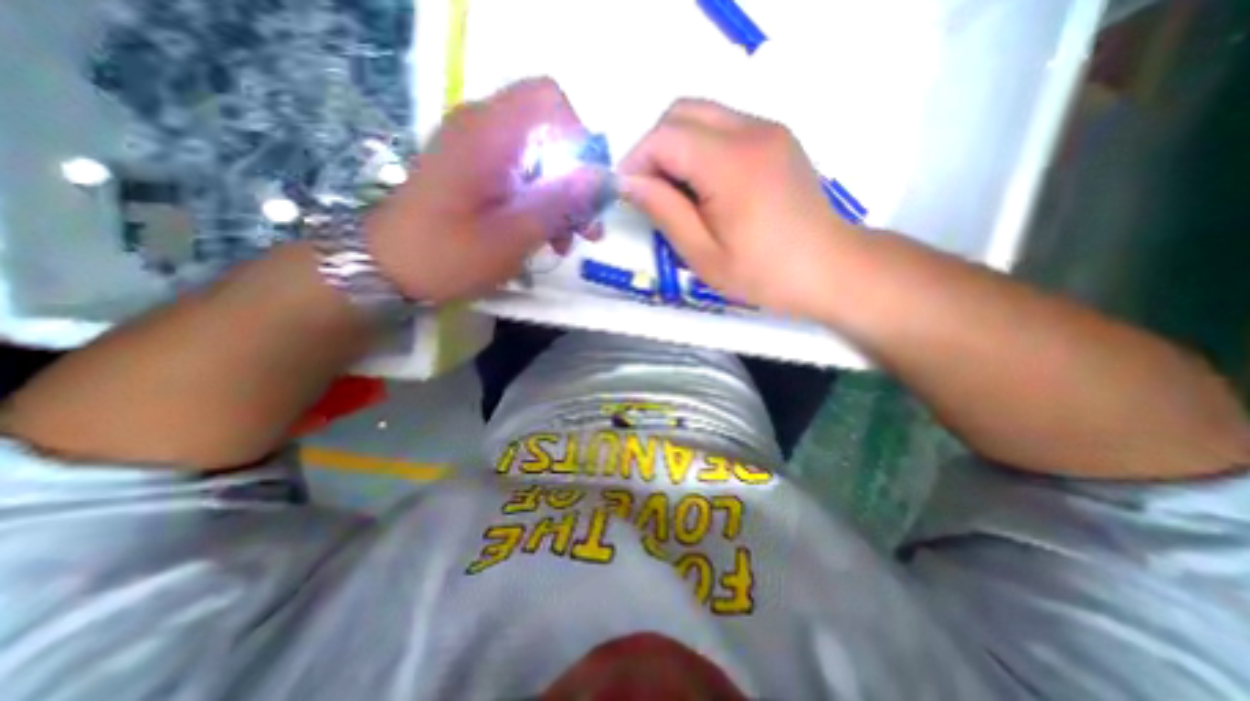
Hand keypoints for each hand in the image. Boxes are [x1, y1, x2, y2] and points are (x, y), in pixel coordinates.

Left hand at [367, 78, 611, 299]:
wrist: (388, 269)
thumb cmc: (449, 255)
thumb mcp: (513, 235)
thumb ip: (559, 202)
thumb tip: (602, 179)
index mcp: (488, 133)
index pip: (549, 101)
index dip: (578, 139)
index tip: (586, 188)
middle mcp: (483, 129)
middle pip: (549, 135)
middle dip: (576, 182)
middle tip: (587, 229)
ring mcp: (478, 151)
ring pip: (539, 160)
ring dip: (562, 200)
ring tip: (567, 243)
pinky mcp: (476, 172)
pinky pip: (522, 176)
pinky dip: (540, 204)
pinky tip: (547, 238)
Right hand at [616, 100, 859, 316]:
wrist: (829, 269)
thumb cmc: (764, 274)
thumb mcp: (704, 254)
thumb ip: (664, 211)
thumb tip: (628, 182)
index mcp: (731, 164)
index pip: (665, 137)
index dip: (636, 161)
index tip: (627, 194)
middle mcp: (751, 131)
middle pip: (681, 112)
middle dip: (653, 148)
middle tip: (650, 192)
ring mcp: (768, 130)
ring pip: (702, 115)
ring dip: (676, 147)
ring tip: (676, 193)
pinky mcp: (776, 138)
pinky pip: (723, 127)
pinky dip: (700, 148)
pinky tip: (705, 187)